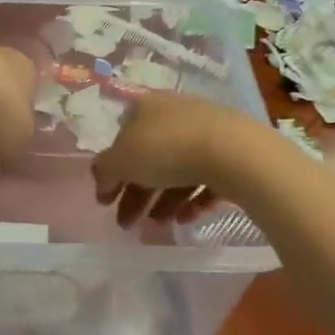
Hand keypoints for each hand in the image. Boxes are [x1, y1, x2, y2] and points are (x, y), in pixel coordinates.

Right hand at [92, 92, 240, 227]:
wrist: (232, 152)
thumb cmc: (166, 149)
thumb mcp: (120, 161)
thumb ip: (104, 170)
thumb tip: (102, 178)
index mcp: (145, 107)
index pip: (121, 140)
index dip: (111, 173)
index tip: (105, 202)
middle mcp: (174, 114)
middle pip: (149, 158)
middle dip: (136, 194)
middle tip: (127, 224)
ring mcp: (205, 132)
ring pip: (177, 170)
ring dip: (162, 201)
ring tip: (157, 227)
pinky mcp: (230, 152)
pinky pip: (205, 179)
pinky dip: (192, 200)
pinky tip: (184, 220)